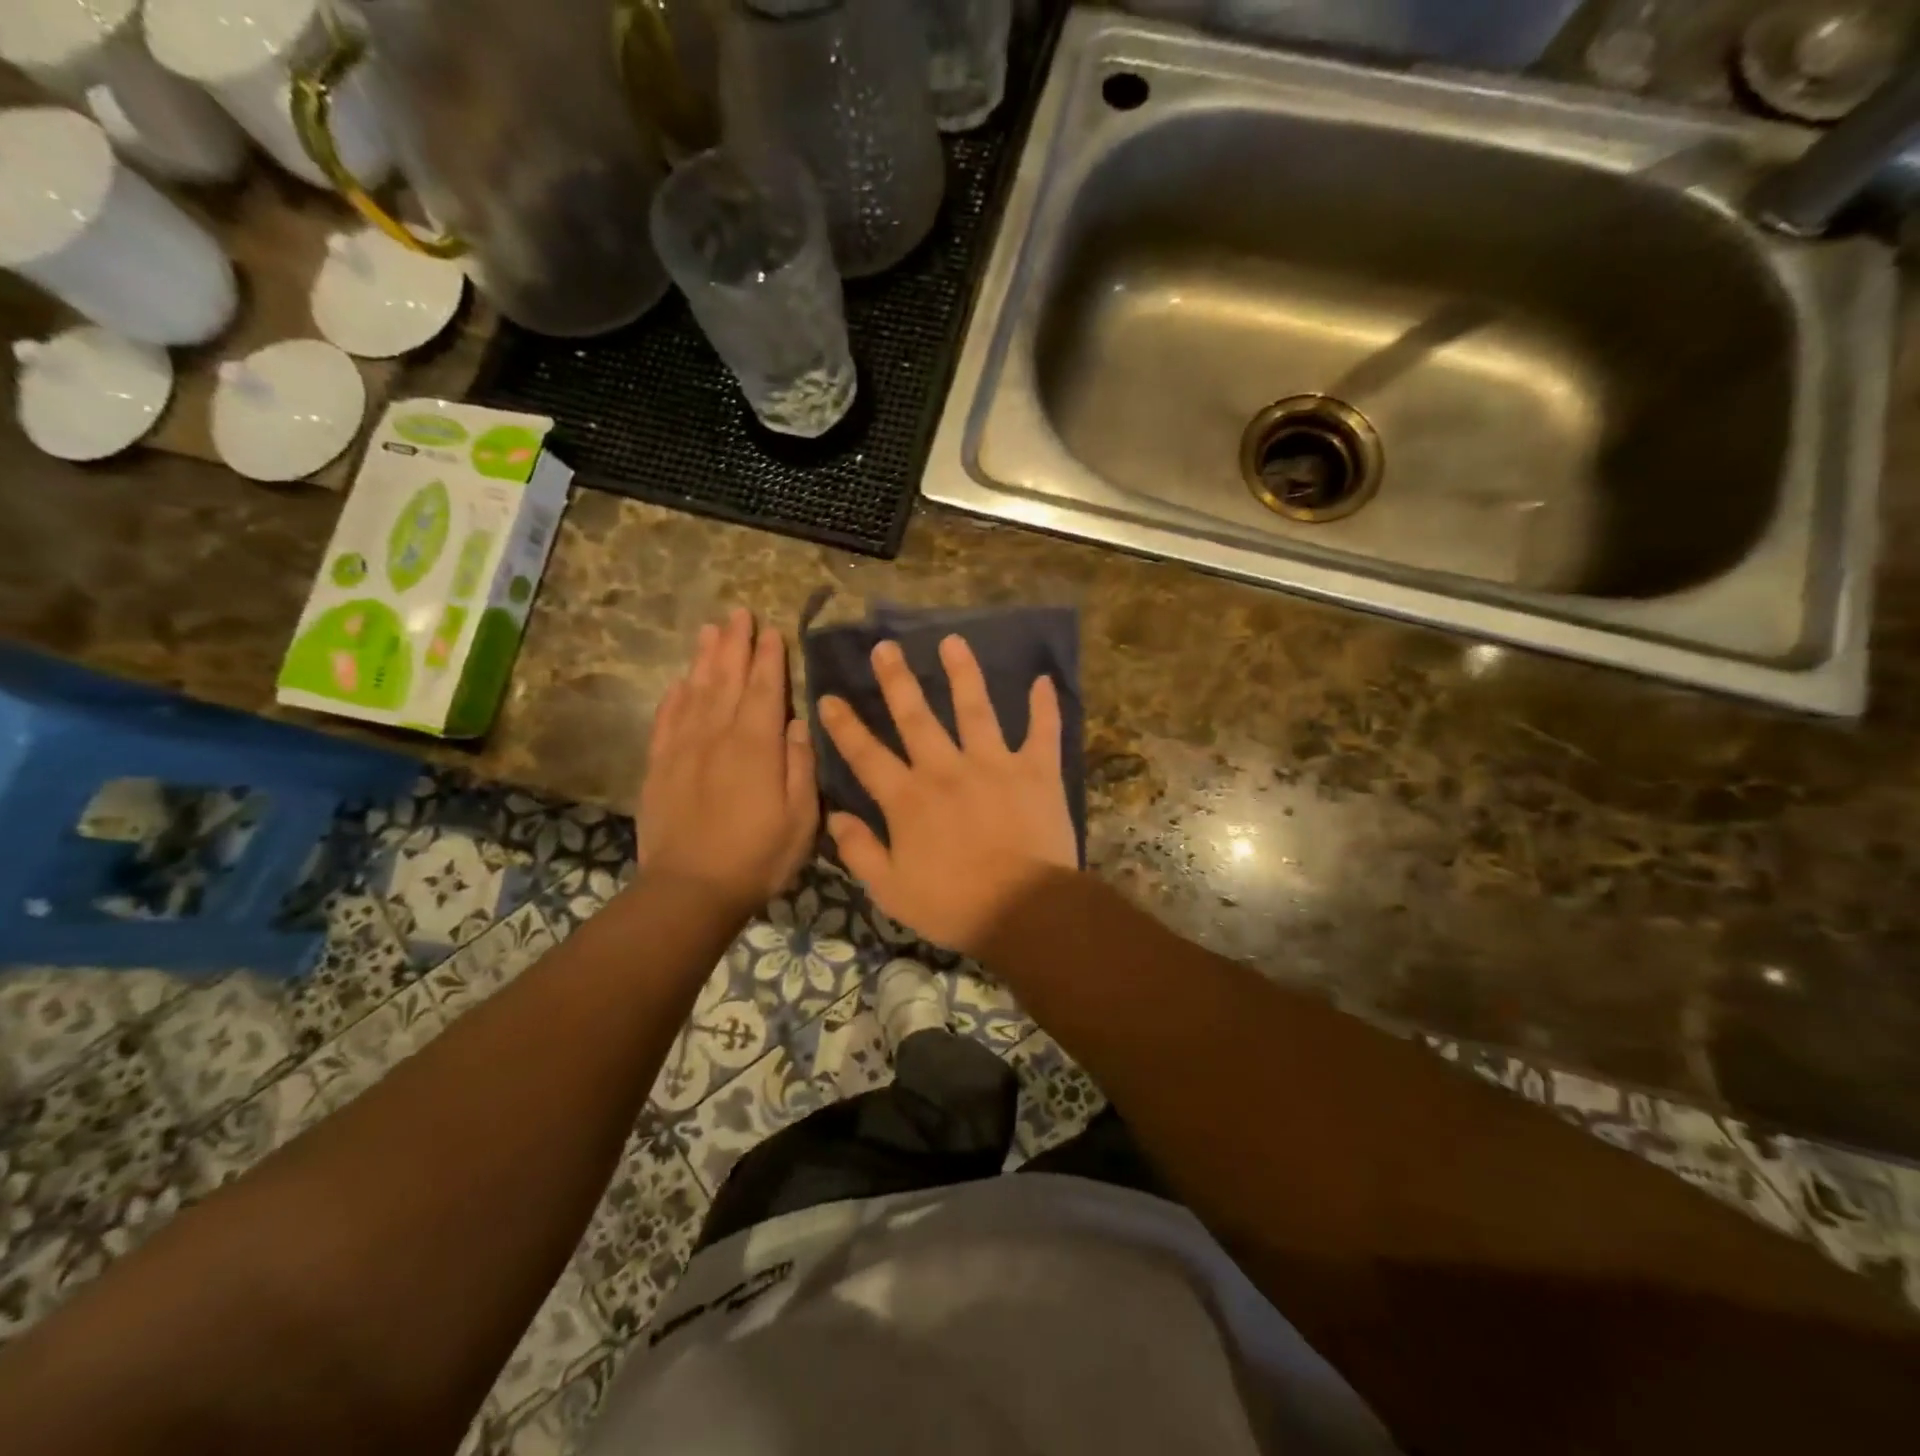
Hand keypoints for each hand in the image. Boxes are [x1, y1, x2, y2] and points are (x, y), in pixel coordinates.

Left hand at [639, 609, 817, 916]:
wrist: (690, 889)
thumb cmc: (758, 856)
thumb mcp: (802, 817)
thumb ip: (802, 766)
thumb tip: (800, 724)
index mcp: (756, 745)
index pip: (764, 689)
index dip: (769, 657)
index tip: (771, 630)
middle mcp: (718, 736)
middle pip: (726, 679)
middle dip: (735, 644)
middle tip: (738, 613)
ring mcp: (683, 749)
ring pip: (695, 691)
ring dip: (704, 658)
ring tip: (709, 630)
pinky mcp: (659, 767)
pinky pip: (666, 720)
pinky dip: (674, 696)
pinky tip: (680, 682)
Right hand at [818, 635, 1076, 956]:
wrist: (1024, 910)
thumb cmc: (954, 905)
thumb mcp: (891, 890)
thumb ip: (859, 850)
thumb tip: (835, 815)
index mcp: (908, 798)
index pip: (867, 755)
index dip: (845, 726)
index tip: (829, 697)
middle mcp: (946, 769)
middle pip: (916, 717)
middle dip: (897, 680)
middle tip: (885, 647)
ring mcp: (994, 764)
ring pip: (975, 708)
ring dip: (963, 673)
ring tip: (953, 642)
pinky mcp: (1036, 771)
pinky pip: (1042, 731)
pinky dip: (1046, 707)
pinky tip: (1044, 680)